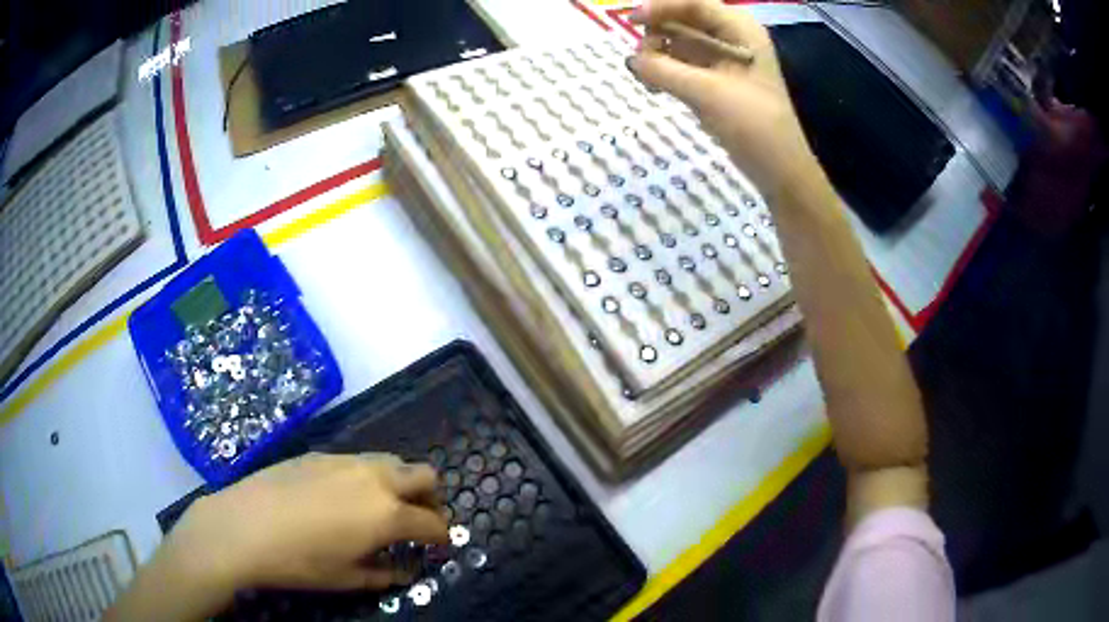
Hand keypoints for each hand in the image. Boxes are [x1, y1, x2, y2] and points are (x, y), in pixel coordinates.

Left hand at [167, 453, 448, 592]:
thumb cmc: (300, 561)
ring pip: (392, 461)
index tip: (438, 546)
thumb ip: (386, 575)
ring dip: (400, 482)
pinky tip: (342, 497)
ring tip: (381, 507)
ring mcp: (346, 461)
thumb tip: (406, 572)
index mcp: (387, 514)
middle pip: (425, 474)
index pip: (433, 522)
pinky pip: (358, 460)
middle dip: (432, 498)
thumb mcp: (347, 579)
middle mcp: (375, 479)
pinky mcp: (320, 453)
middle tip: (419, 520)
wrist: (244, 525)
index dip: (441, 537)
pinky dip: (367, 476)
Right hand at [627, 0, 821, 197]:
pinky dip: (666, 70)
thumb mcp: (707, 93)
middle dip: (657, 34)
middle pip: (682, 19)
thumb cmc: (754, 125)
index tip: (630, 21)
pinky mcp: (716, 80)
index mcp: (739, 29)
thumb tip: (630, 60)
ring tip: (649, 80)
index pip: (693, 3)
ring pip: (679, 41)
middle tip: (642, 61)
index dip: (660, 7)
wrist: (779, 168)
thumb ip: (664, 71)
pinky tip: (656, 88)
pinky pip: (682, 63)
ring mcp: (723, 59)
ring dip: (658, 54)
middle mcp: (731, 37)